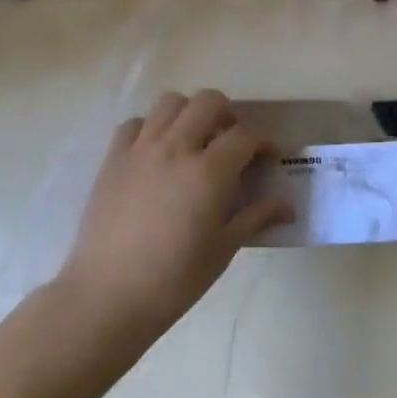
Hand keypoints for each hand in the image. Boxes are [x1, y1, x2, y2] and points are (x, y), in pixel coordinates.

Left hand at [56, 90, 290, 337]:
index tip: (266, 156)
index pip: (244, 135)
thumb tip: (288, 206)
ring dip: (189, 113)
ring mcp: (141, 149)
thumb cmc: (174, 279)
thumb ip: (256, 217)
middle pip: (208, 101)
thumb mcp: (223, 249)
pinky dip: (150, 128)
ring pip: (170, 102)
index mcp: (208, 172)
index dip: (261, 141)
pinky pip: (135, 123)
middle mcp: (176, 147)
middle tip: (230, 140)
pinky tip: (156, 152)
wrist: (108, 296)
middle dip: (228, 114)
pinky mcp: (113, 158)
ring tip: (193, 139)